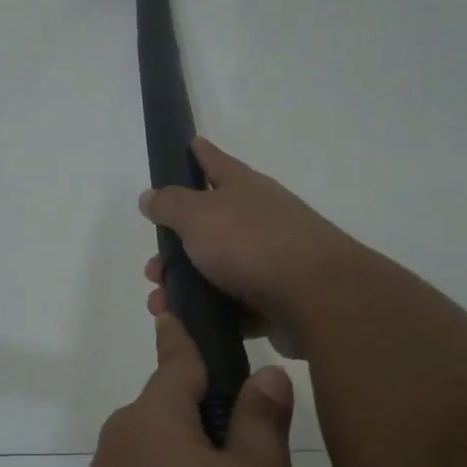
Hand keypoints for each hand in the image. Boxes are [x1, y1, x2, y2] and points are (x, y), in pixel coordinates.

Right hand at [139, 138, 362, 359]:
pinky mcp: (275, 299)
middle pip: (207, 226)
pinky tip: (188, 324)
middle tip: (153, 270)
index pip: (215, 162)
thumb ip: (170, 204)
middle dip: (173, 248)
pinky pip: (233, 304)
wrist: (317, 299)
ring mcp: (269, 259)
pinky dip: (209, 313)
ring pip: (215, 269)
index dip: (199, 153)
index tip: (189, 143)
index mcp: (243, 188)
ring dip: (183, 286)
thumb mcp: (199, 216)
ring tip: (161, 305)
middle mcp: (258, 218)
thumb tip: (150, 196)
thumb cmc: (251, 244)